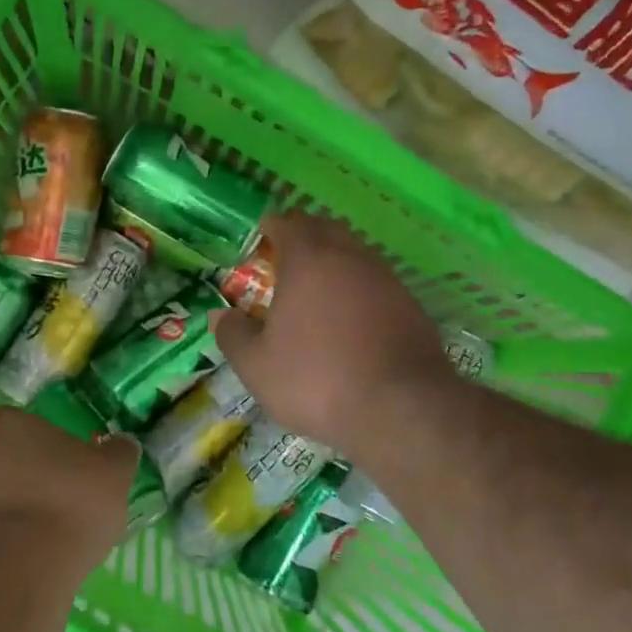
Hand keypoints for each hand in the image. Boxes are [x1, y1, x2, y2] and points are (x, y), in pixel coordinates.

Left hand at [0, 407, 139, 568]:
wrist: (23, 566)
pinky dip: (19, 532)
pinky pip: (1, 524)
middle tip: (74, 494)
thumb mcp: (115, 470)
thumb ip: (119, 451)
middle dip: (42, 473)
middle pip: (19, 456)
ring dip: (30, 503)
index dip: (57, 441)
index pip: (33, 422)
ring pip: (8, 491)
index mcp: (10, 423)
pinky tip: (44, 548)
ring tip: (62, 527)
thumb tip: (121, 443)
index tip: (79, 462)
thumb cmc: (71, 500)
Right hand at [210, 212, 453, 462]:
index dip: (272, 227)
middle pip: (325, 230)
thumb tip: (221, 314)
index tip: (262, 235)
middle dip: (304, 237)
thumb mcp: (257, 366)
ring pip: (354, 255)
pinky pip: (376, 284)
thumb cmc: (317, 379)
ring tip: (316, 290)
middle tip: (285, 257)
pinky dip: (358, 291)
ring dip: (334, 263)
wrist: (401, 408)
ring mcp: (386, 279)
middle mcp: (350, 257)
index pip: (289, 223)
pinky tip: (351, 321)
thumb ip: (233, 335)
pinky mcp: (411, 306)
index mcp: (308, 260)